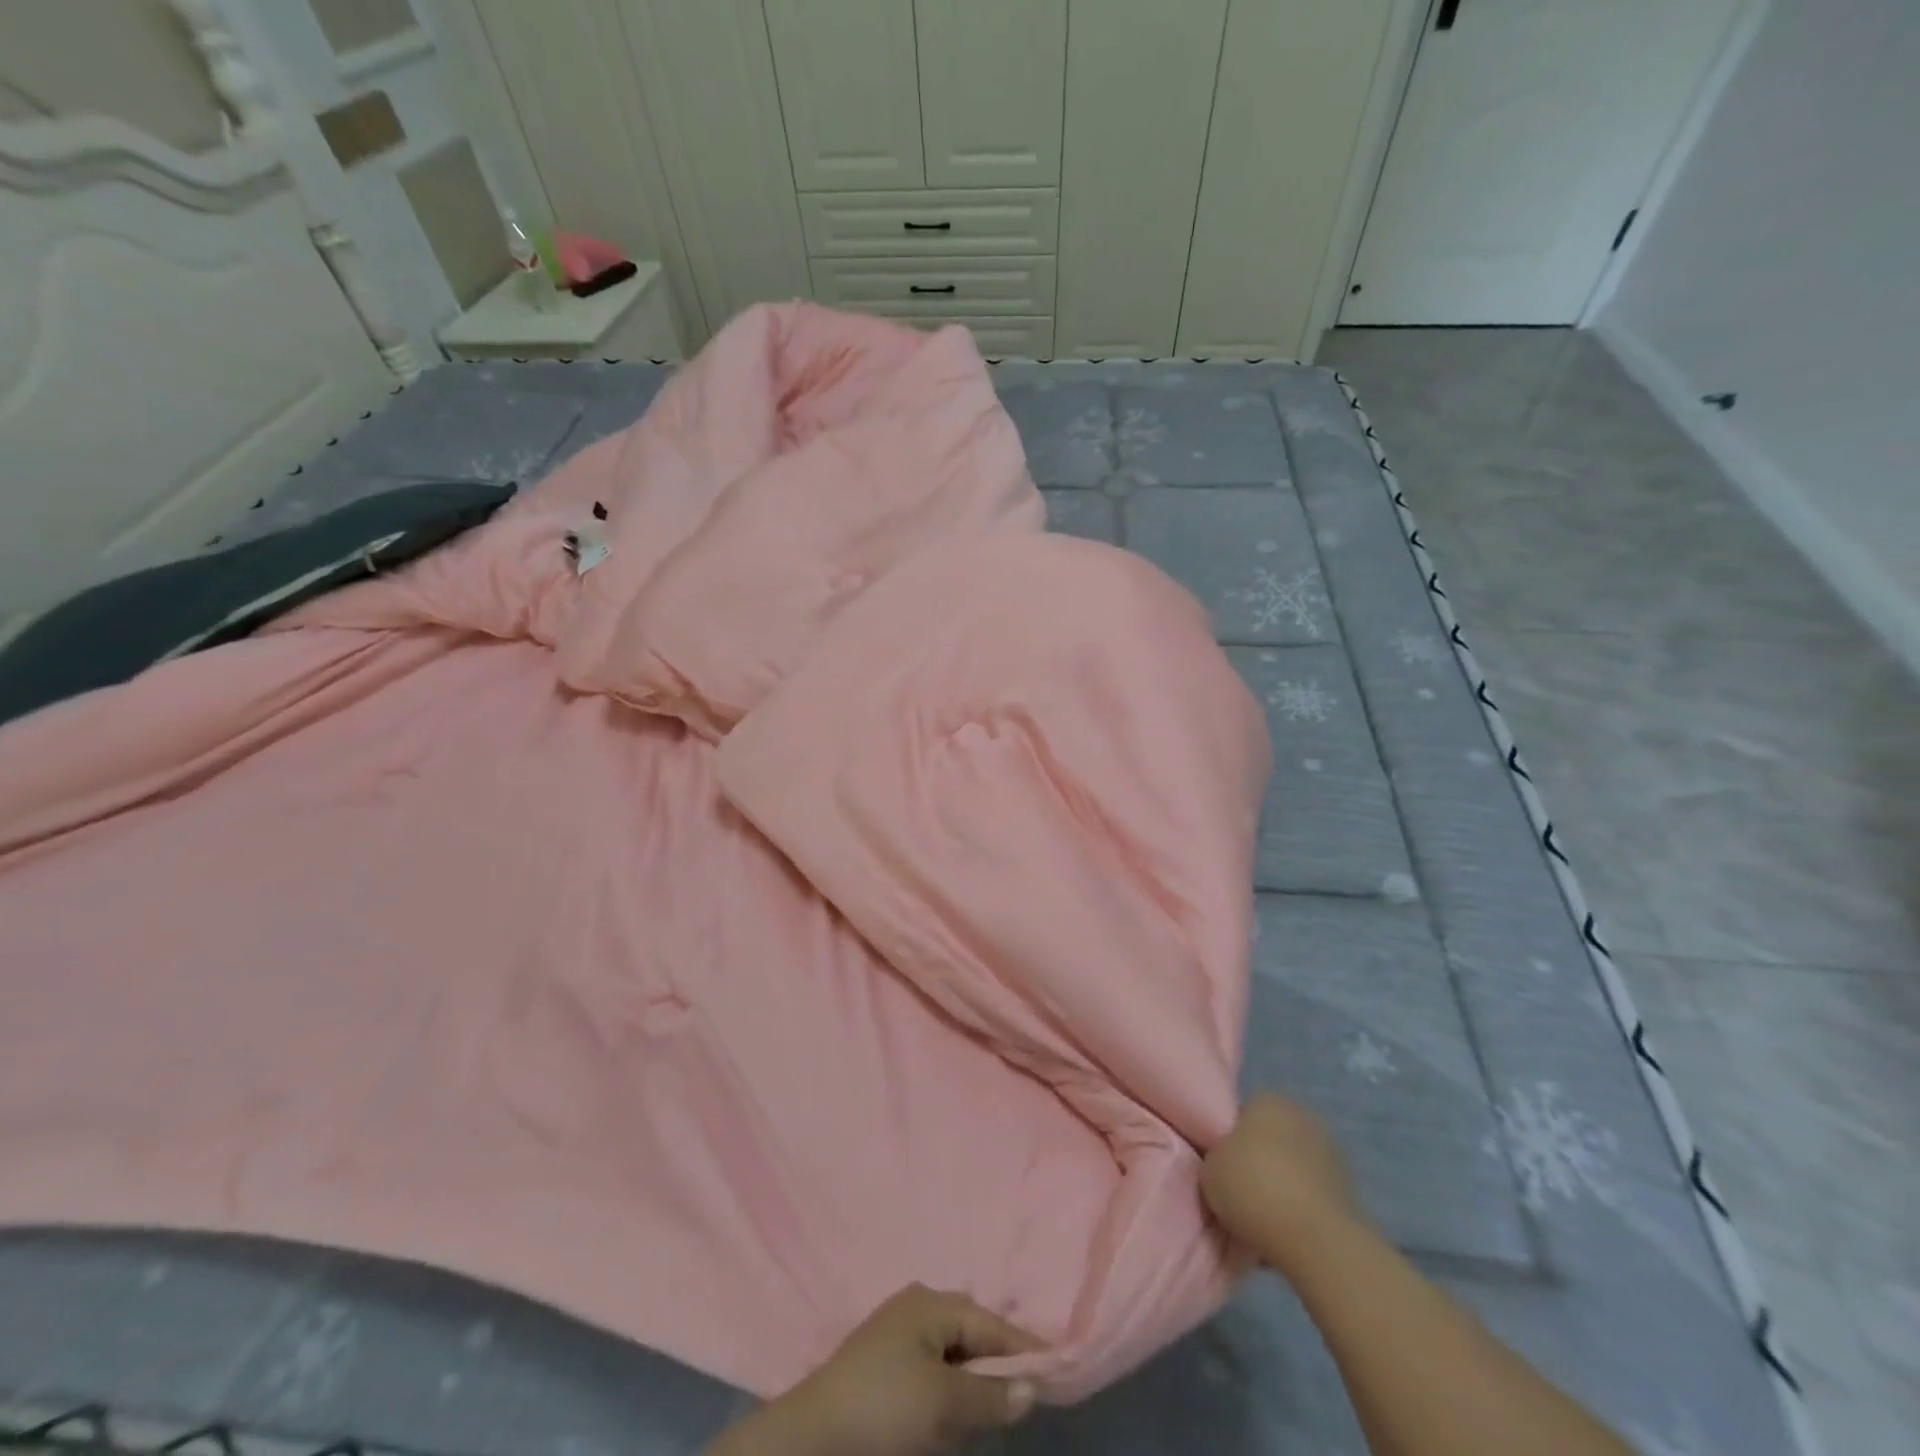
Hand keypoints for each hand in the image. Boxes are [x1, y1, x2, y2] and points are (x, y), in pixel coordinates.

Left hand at [716, 1284, 1042, 1455]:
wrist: (813, 1436)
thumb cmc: (883, 1406)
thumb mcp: (942, 1403)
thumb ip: (988, 1396)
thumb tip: (1032, 1388)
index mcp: (932, 1302)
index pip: (990, 1322)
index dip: (1023, 1347)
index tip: (1056, 1366)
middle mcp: (918, 1306)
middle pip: (972, 1332)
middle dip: (998, 1363)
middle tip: (1027, 1393)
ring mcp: (899, 1332)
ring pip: (953, 1352)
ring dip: (974, 1379)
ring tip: (996, 1406)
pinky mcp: (887, 1362)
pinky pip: (934, 1367)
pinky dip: (951, 1387)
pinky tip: (957, 1411)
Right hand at [1200, 1092, 1361, 1273]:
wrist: (1314, 1240)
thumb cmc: (1252, 1188)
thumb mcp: (1209, 1168)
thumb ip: (1216, 1157)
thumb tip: (1227, 1163)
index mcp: (1268, 1100)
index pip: (1241, 1114)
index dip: (1229, 1141)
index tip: (1222, 1167)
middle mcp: (1303, 1116)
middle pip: (1270, 1138)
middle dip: (1259, 1160)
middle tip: (1240, 1191)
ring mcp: (1331, 1153)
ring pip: (1293, 1167)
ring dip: (1283, 1185)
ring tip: (1264, 1218)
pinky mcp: (1350, 1191)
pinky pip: (1312, 1195)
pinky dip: (1302, 1208)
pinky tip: (1287, 1231)